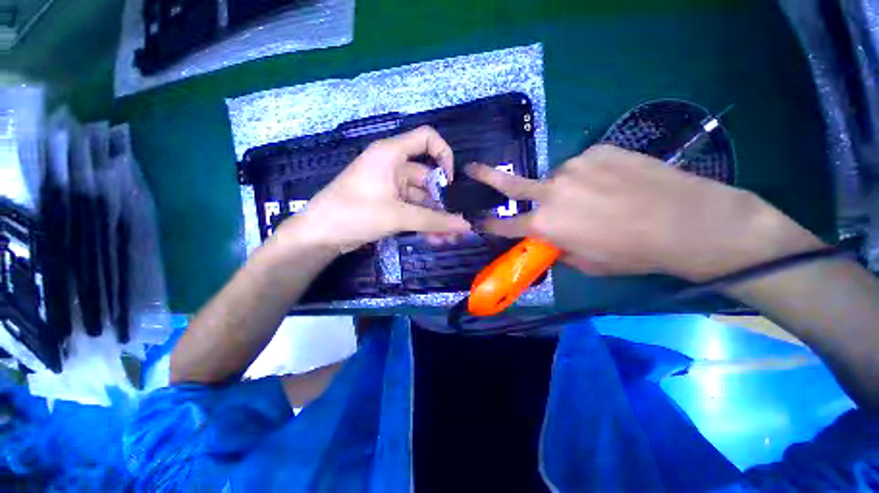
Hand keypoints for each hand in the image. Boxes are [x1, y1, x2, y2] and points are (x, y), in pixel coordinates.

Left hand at [275, 126, 470, 252]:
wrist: (320, 235)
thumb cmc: (354, 214)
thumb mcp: (397, 216)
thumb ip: (433, 220)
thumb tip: (466, 225)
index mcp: (391, 154)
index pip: (427, 139)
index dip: (444, 155)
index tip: (450, 182)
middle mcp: (393, 166)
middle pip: (428, 177)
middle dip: (443, 201)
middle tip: (457, 222)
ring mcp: (391, 186)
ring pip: (421, 198)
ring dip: (435, 216)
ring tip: (450, 238)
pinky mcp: (388, 203)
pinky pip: (412, 208)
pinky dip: (423, 221)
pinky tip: (435, 238)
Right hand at [467, 145, 823, 280]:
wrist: (687, 221)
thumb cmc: (632, 252)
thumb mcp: (587, 262)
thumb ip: (559, 247)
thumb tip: (551, 238)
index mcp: (546, 223)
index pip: (506, 224)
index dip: (490, 224)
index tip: (477, 220)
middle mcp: (552, 191)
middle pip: (511, 183)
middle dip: (486, 177)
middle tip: (470, 168)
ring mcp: (574, 166)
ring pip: (557, 178)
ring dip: (565, 188)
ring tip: (595, 197)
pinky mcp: (597, 150)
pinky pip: (583, 166)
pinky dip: (589, 176)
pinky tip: (613, 184)